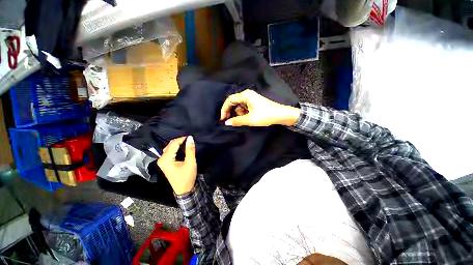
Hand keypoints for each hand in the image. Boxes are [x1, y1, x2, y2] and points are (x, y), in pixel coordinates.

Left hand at [157, 136, 196, 194]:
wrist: (184, 190)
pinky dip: (176, 148)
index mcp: (166, 159)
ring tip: (187, 142)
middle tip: (190, 139)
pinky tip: (182, 147)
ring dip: (178, 144)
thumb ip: (190, 150)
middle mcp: (161, 159)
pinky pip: (170, 152)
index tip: (191, 136)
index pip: (173, 144)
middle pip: (170, 145)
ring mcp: (162, 161)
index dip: (182, 139)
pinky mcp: (165, 163)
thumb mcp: (190, 163)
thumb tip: (190, 138)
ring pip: (170, 148)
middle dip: (180, 141)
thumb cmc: (187, 177)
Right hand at [220, 89, 300, 126]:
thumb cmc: (265, 116)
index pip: (230, 100)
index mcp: (245, 95)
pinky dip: (243, 113)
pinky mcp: (254, 103)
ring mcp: (251, 99)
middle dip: (231, 112)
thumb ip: (237, 121)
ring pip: (239, 106)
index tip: (223, 119)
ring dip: (238, 114)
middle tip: (230, 121)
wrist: (281, 115)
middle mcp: (247, 95)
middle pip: (234, 102)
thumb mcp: (250, 119)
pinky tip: (247, 118)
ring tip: (244, 120)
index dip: (224, 109)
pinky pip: (244, 107)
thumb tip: (226, 123)